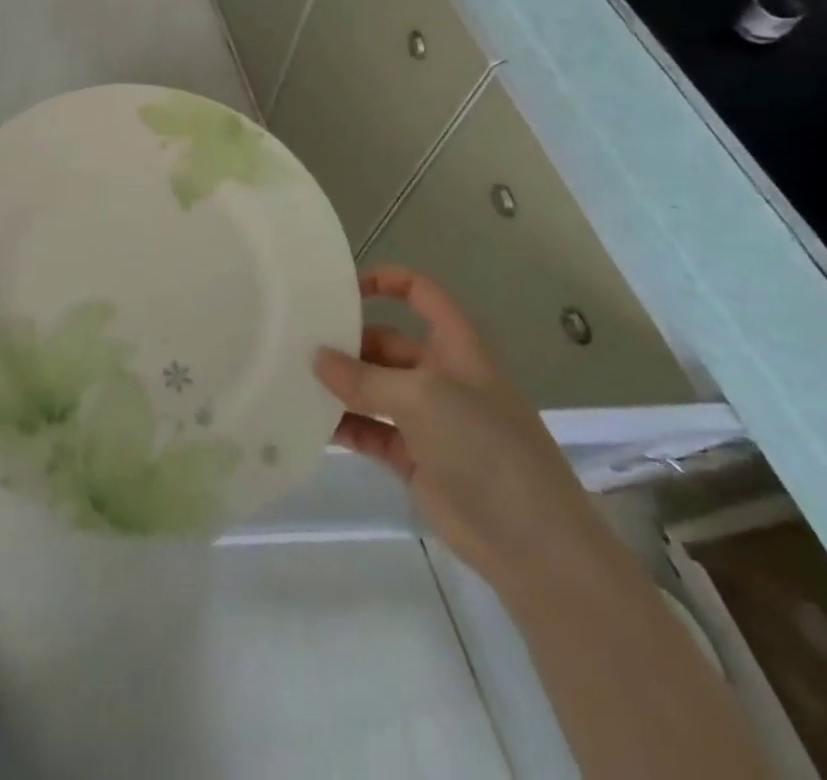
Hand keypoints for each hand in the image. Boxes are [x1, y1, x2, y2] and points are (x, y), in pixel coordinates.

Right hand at [314, 267, 597, 595]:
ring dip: (340, 385)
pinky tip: (309, 423)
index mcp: (455, 347)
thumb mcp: (422, 399)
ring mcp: (428, 419)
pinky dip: (344, 425)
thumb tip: (317, 358)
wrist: (533, 546)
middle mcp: (440, 376)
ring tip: (294, 380)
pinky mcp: (414, 458)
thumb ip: (365, 378)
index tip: (339, 289)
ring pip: (374, 389)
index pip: (420, 293)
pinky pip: (370, 430)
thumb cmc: (484, 448)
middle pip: (386, 342)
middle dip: (347, 341)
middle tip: (298, 344)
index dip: (385, 281)